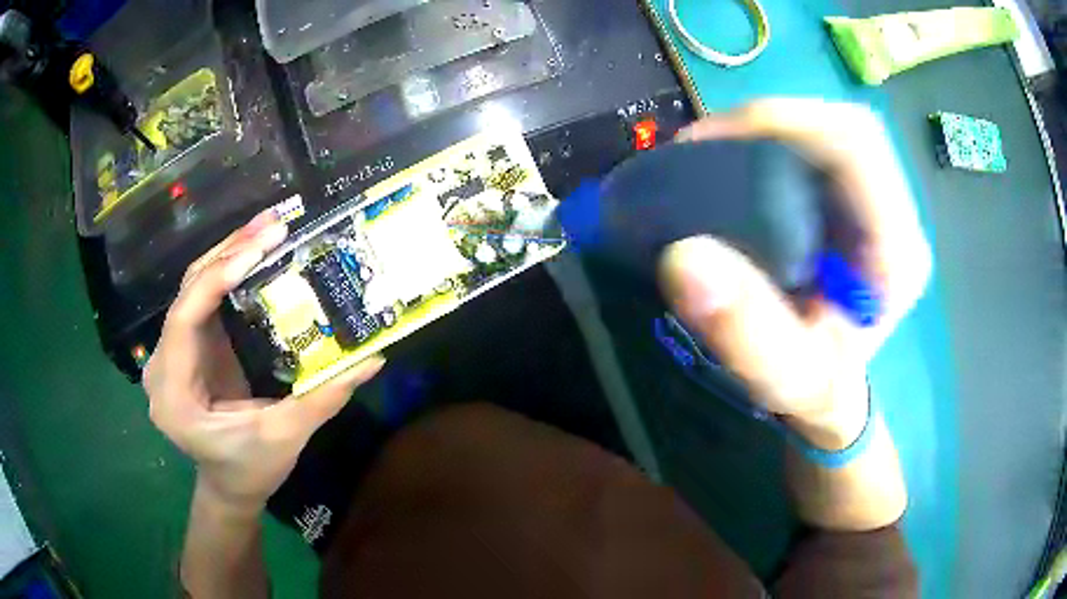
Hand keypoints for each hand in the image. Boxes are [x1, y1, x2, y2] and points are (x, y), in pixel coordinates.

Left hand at [144, 209, 384, 512]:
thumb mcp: (285, 437)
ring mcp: (171, 353)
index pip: (183, 321)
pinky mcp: (186, 346)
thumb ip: (323, 398)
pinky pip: (202, 299)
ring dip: (228, 254)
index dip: (214, 280)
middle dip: (227, 253)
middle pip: (187, 294)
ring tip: (267, 229)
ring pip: (193, 289)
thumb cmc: (250, 469)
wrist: (228, 486)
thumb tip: (373, 358)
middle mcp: (162, 366)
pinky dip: (227, 272)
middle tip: (272, 225)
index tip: (256, 250)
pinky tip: (253, 253)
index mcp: (174, 395)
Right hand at [661, 99, 931, 446]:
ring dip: (767, 131)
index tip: (709, 141)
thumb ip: (745, 331)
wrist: (833, 392)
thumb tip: (683, 258)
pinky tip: (735, 165)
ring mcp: (878, 206)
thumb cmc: (816, 390)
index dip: (784, 122)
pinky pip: (817, 149)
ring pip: (828, 132)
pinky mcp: (856, 204)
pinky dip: (771, 144)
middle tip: (705, 146)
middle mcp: (896, 217)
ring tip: (712, 154)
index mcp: (897, 252)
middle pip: (842, 127)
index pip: (856, 147)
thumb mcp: (783, 377)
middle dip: (771, 122)